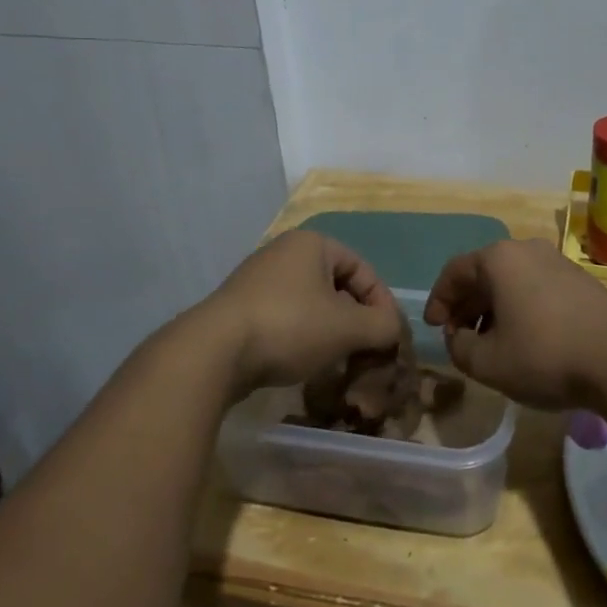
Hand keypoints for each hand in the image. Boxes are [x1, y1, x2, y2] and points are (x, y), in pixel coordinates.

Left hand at [206, 230, 406, 395]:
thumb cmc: (290, 326)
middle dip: (356, 319)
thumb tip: (392, 329)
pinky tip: (304, 362)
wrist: (214, 351)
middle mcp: (284, 252)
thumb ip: (382, 325)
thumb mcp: (347, 327)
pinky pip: (285, 317)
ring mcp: (258, 279)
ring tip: (338, 360)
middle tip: (366, 350)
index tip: (389, 336)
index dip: (382, 302)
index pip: (363, 268)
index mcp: (312, 244)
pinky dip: (302, 337)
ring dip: (330, 331)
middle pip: (337, 286)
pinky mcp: (241, 307)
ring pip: (311, 303)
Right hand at [423, 239, 606, 408]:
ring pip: (512, 282)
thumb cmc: (544, 355)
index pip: (454, 272)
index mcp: (498, 259)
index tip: (433, 328)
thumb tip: (459, 337)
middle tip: (458, 336)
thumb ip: (459, 348)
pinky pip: (537, 288)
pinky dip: (521, 309)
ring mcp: (557, 262)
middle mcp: (527, 250)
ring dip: (494, 309)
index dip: (438, 300)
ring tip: (491, 343)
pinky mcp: (581, 281)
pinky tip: (525, 339)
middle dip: (466, 306)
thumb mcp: (487, 362)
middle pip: (484, 274)